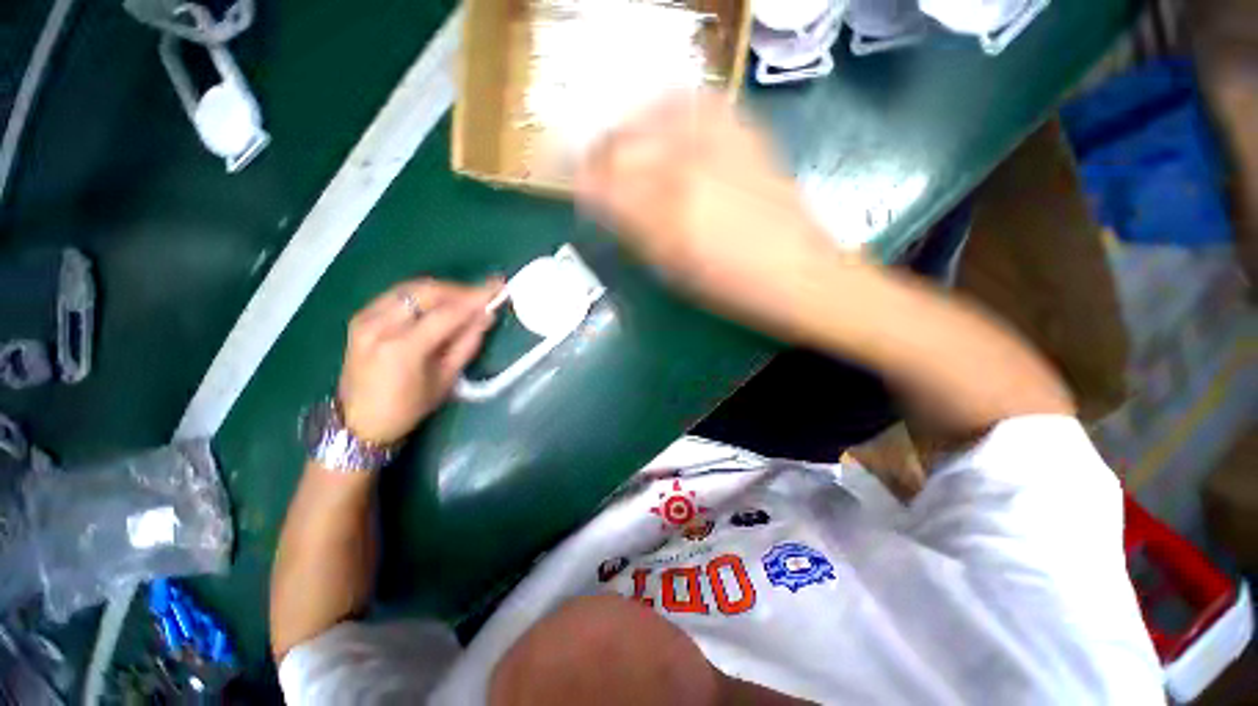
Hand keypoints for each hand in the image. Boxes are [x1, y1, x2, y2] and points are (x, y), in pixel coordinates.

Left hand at [337, 278, 502, 444]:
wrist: (358, 422)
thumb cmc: (408, 408)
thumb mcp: (445, 379)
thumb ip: (467, 343)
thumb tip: (487, 315)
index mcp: (403, 347)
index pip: (448, 312)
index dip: (476, 298)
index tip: (499, 287)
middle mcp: (380, 325)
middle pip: (428, 291)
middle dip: (460, 290)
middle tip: (484, 294)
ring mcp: (366, 317)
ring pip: (412, 288)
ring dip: (443, 290)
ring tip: (465, 299)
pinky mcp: (361, 316)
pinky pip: (398, 294)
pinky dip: (424, 295)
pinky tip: (438, 304)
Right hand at [576, 92, 846, 334]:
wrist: (800, 276)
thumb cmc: (732, 289)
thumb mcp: (673, 272)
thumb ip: (634, 234)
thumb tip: (605, 206)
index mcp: (664, 215)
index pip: (601, 184)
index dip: (582, 184)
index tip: (578, 190)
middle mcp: (685, 168)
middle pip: (619, 146)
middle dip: (598, 158)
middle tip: (596, 173)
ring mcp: (718, 145)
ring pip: (650, 117)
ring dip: (628, 132)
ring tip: (626, 149)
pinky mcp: (745, 135)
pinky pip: (697, 103)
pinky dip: (671, 108)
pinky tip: (666, 126)